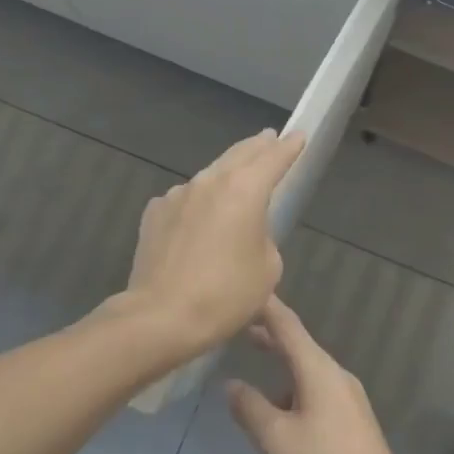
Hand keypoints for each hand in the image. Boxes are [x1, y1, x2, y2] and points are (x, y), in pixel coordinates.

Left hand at [122, 129, 304, 354]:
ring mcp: (177, 195)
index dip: (289, 147)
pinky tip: (198, 219)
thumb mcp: (267, 268)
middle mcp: (210, 182)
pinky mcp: (154, 213)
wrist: (162, 316)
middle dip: (257, 147)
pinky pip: (184, 200)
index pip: (273, 158)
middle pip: (239, 155)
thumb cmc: (226, 295)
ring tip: (236, 178)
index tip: (298, 136)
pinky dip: (197, 202)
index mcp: (245, 190)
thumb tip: (245, 230)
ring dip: (225, 174)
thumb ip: (263, 237)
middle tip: (269, 139)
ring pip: (209, 176)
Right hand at [227, 297, 418, 453]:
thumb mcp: (276, 440)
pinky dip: (292, 387)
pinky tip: (279, 411)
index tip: (245, 288)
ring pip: (307, 370)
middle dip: (270, 334)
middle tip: (240, 323)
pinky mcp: (351, 420)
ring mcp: (347, 398)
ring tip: (253, 366)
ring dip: (281, 364)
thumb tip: (232, 384)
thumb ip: (251, 408)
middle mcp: (335, 375)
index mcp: (318, 370)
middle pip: (298, 344)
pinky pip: (315, 390)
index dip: (265, 307)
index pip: (287, 325)